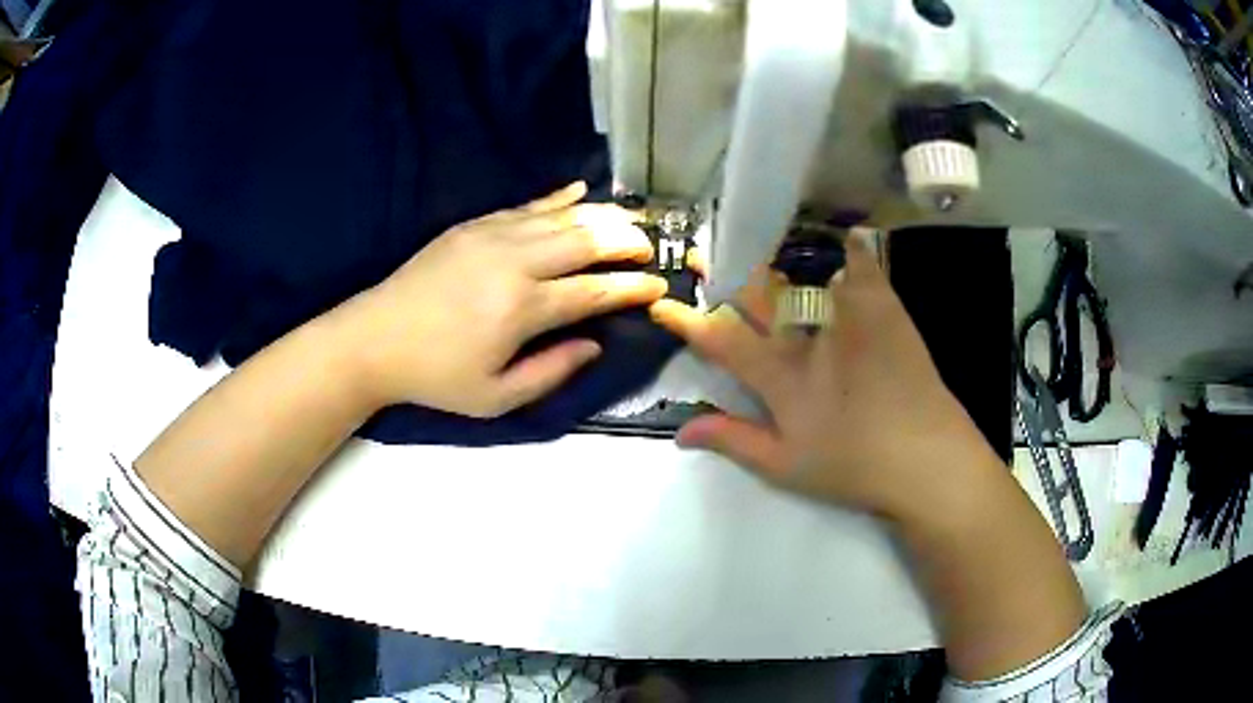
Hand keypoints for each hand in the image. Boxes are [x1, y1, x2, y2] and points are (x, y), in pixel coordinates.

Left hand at [337, 182, 667, 417]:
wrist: (374, 339)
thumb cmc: (437, 376)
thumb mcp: (496, 397)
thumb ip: (551, 372)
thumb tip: (595, 344)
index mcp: (523, 309)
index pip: (594, 291)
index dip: (632, 287)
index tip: (659, 284)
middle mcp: (515, 262)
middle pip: (586, 240)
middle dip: (626, 240)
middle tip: (650, 246)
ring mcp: (492, 236)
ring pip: (562, 216)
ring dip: (601, 216)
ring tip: (629, 221)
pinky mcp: (473, 225)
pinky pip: (526, 205)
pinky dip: (558, 198)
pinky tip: (581, 190)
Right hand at [649, 233, 1000, 522]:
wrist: (926, 457)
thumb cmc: (854, 467)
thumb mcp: (785, 467)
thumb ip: (733, 441)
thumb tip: (680, 431)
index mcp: (782, 378)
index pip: (722, 340)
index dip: (688, 322)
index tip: (663, 305)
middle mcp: (809, 337)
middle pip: (757, 296)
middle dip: (722, 274)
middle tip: (700, 255)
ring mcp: (848, 316)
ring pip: (802, 274)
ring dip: (771, 257)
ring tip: (753, 238)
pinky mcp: (884, 308)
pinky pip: (861, 264)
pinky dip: (849, 248)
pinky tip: (842, 236)